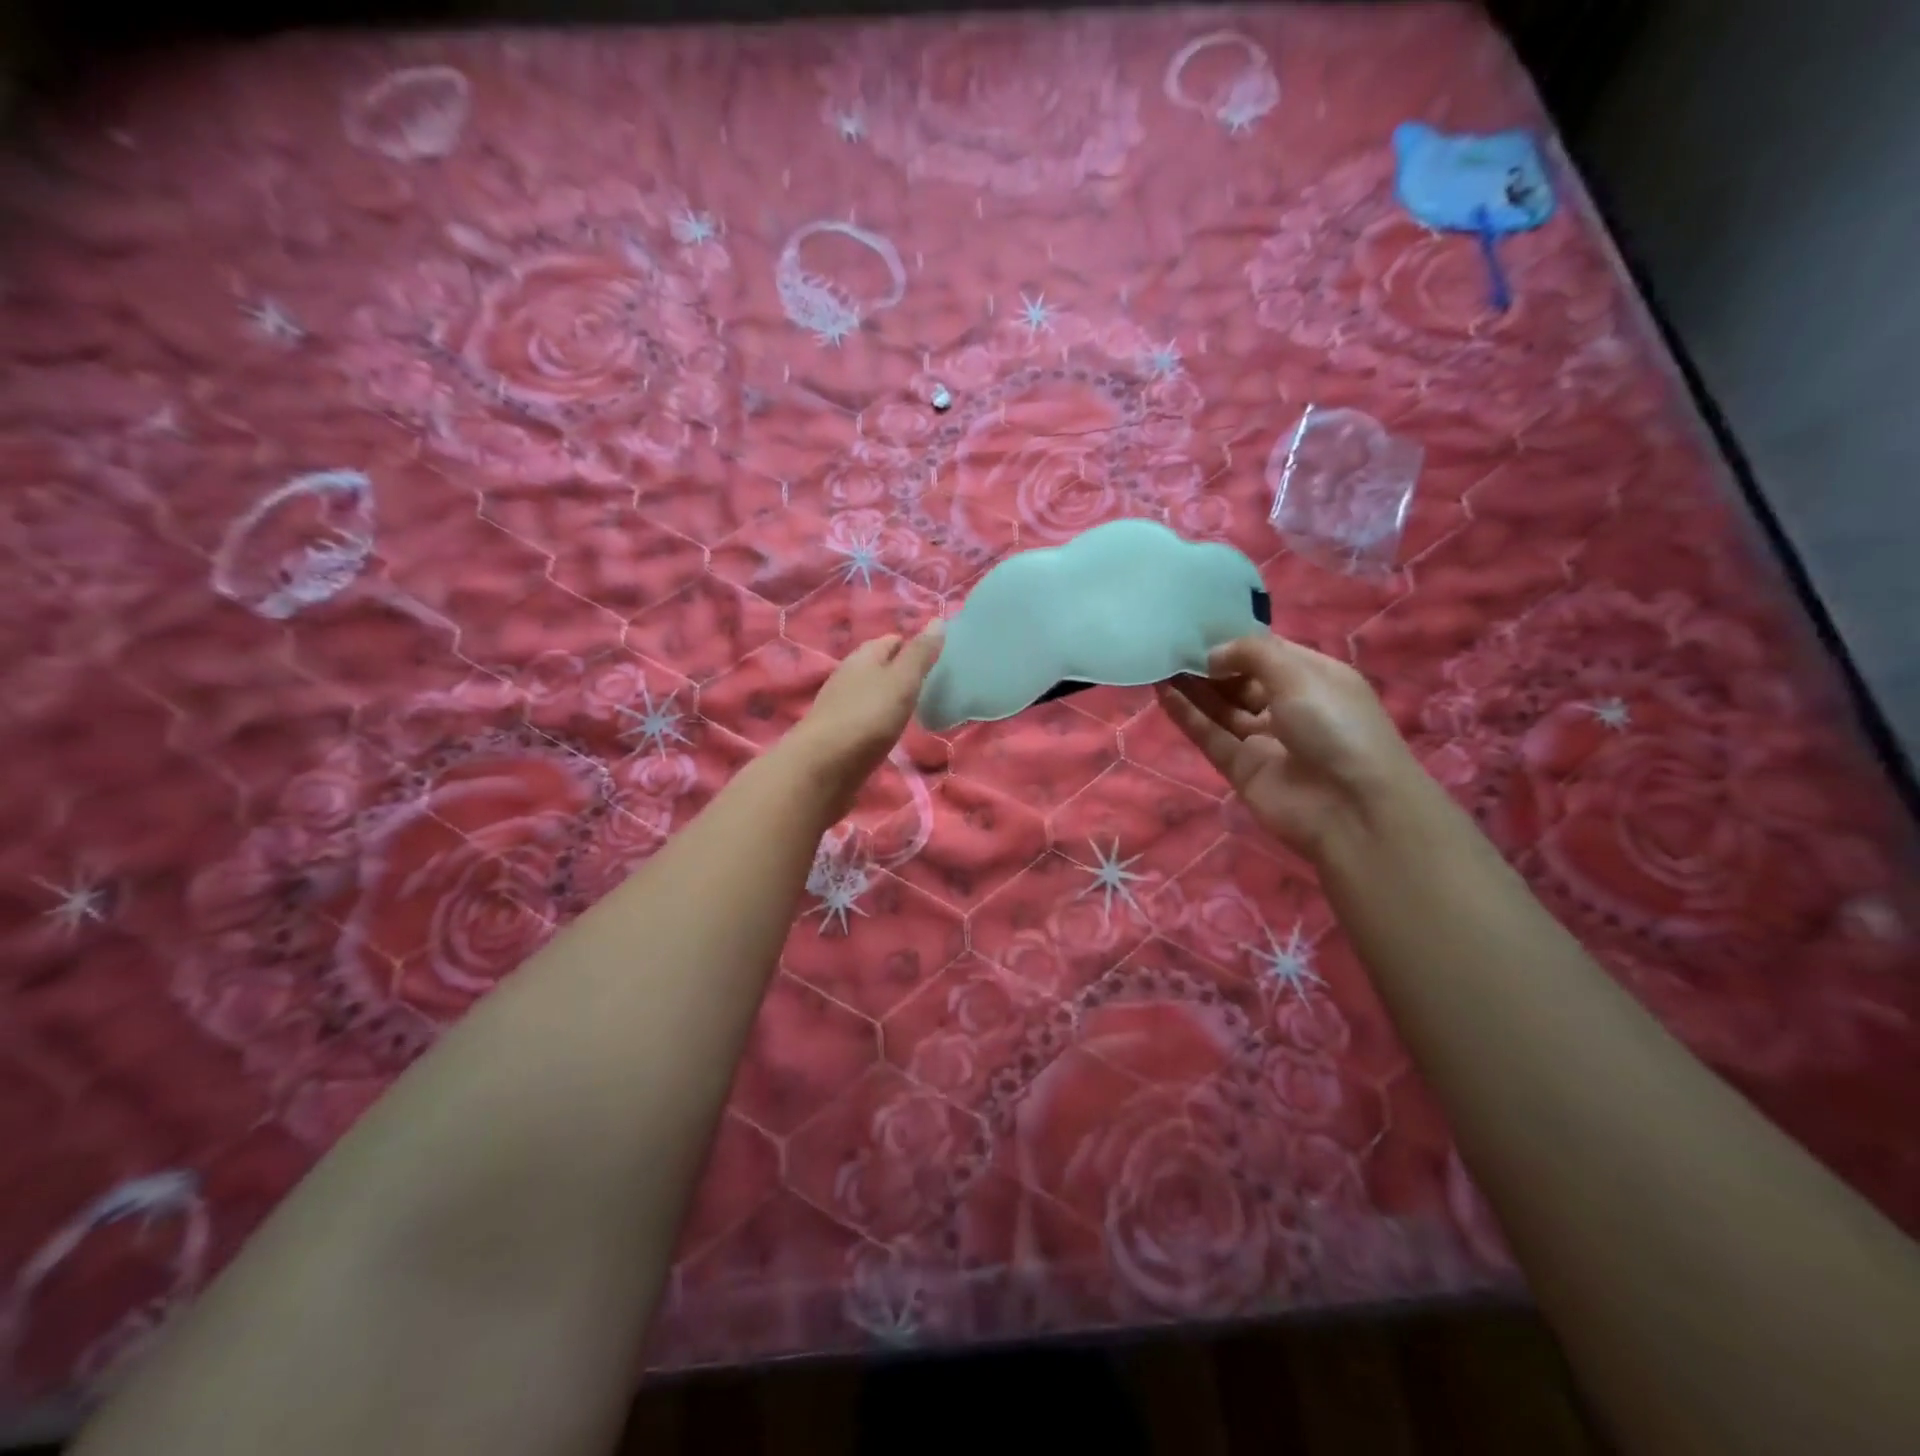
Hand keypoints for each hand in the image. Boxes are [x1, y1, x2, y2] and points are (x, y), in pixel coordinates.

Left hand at [783, 624, 943, 817]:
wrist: (821, 768)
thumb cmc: (867, 718)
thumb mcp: (901, 682)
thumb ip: (920, 654)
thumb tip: (938, 620)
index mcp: (863, 657)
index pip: (891, 641)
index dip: (913, 645)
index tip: (938, 659)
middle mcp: (848, 677)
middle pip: (879, 667)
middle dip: (902, 672)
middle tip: (933, 685)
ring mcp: (840, 708)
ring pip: (871, 693)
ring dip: (890, 697)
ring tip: (916, 708)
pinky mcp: (838, 736)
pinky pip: (865, 720)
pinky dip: (879, 721)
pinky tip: (891, 732)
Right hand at [1155, 631, 1422, 862]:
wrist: (1352, 809)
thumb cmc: (1335, 727)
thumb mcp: (1299, 674)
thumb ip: (1251, 654)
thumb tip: (1211, 654)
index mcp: (1314, 679)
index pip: (1268, 654)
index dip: (1235, 641)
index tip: (1197, 628)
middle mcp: (1290, 707)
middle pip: (1241, 681)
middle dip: (1209, 664)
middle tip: (1170, 646)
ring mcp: (1264, 740)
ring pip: (1222, 708)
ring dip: (1193, 687)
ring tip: (1158, 664)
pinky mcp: (1241, 769)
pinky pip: (1210, 736)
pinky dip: (1187, 715)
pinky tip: (1162, 693)